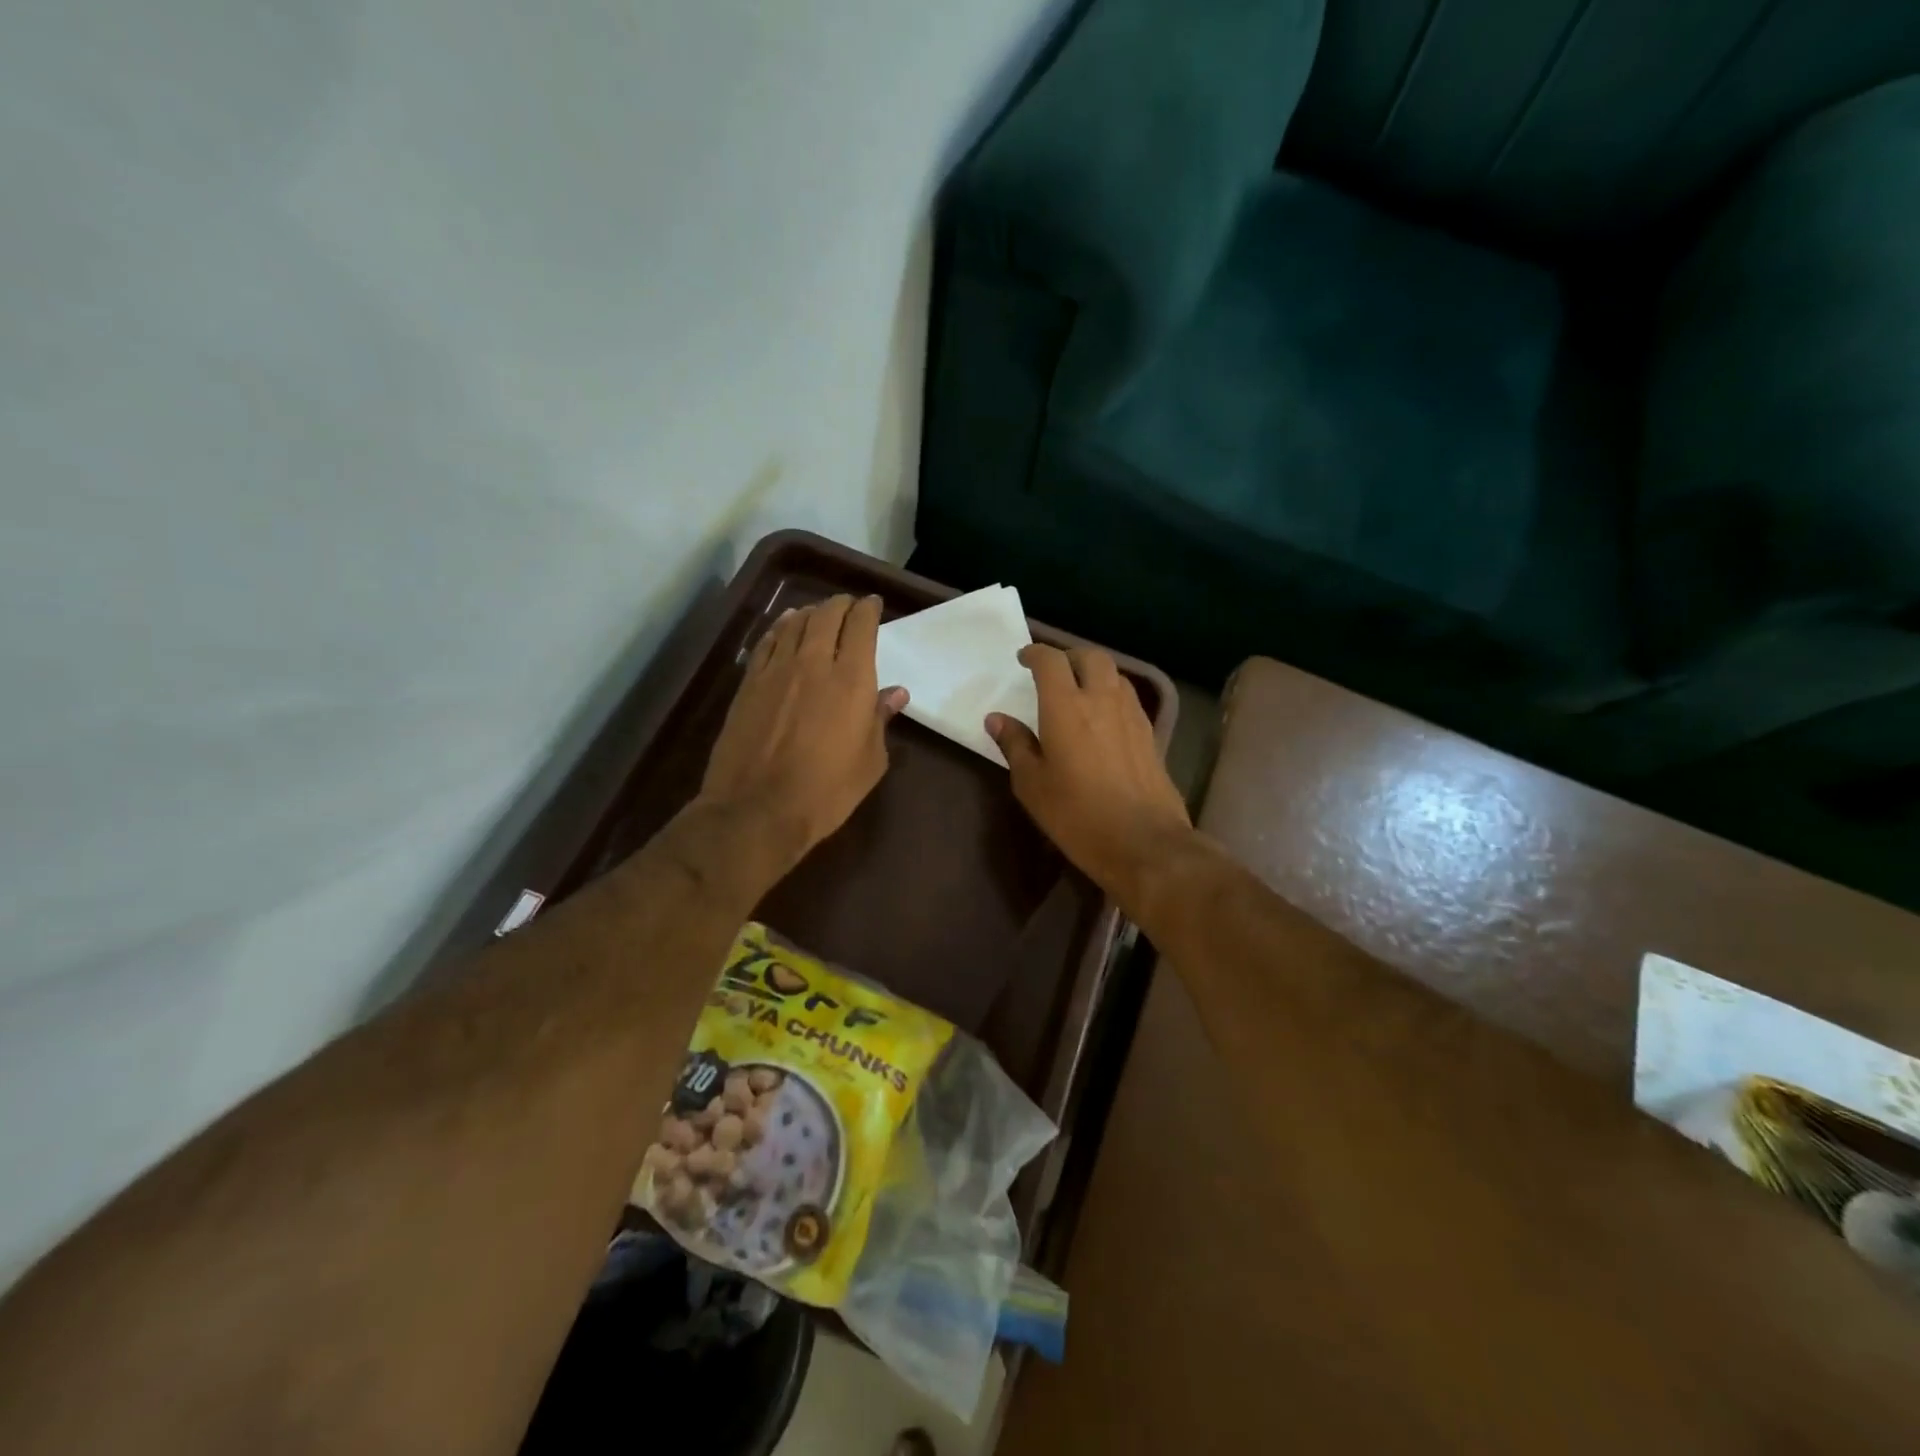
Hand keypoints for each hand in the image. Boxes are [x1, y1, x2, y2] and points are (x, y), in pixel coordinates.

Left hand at [699, 594, 906, 872]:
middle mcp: (814, 663)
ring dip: (811, 612)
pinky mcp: (749, 683)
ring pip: (795, 623)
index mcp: (852, 680)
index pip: (862, 626)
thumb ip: (880, 720)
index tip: (873, 606)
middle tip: (849, 607)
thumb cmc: (826, 792)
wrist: (757, 809)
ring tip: (819, 613)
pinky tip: (785, 627)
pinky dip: (781, 627)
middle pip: (827, 615)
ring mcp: (777, 670)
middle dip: (841, 605)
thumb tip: (894, 694)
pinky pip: (768, 641)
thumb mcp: (870, 762)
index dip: (869, 610)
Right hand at [985, 643, 1192, 898]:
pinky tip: (1103, 718)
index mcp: (1066, 706)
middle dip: (1069, 656)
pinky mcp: (1150, 734)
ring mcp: (1131, 715)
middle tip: (1053, 672)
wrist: (1143, 841)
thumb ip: (1015, 745)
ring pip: (1114, 674)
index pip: (1050, 661)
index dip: (1035, 653)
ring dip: (1094, 673)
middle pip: (1090, 657)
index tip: (1023, 659)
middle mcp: (1102, 699)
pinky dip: (1112, 694)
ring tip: (1079, 691)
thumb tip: (996, 719)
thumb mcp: (1032, 784)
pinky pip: (1128, 698)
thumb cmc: (1077, 814)